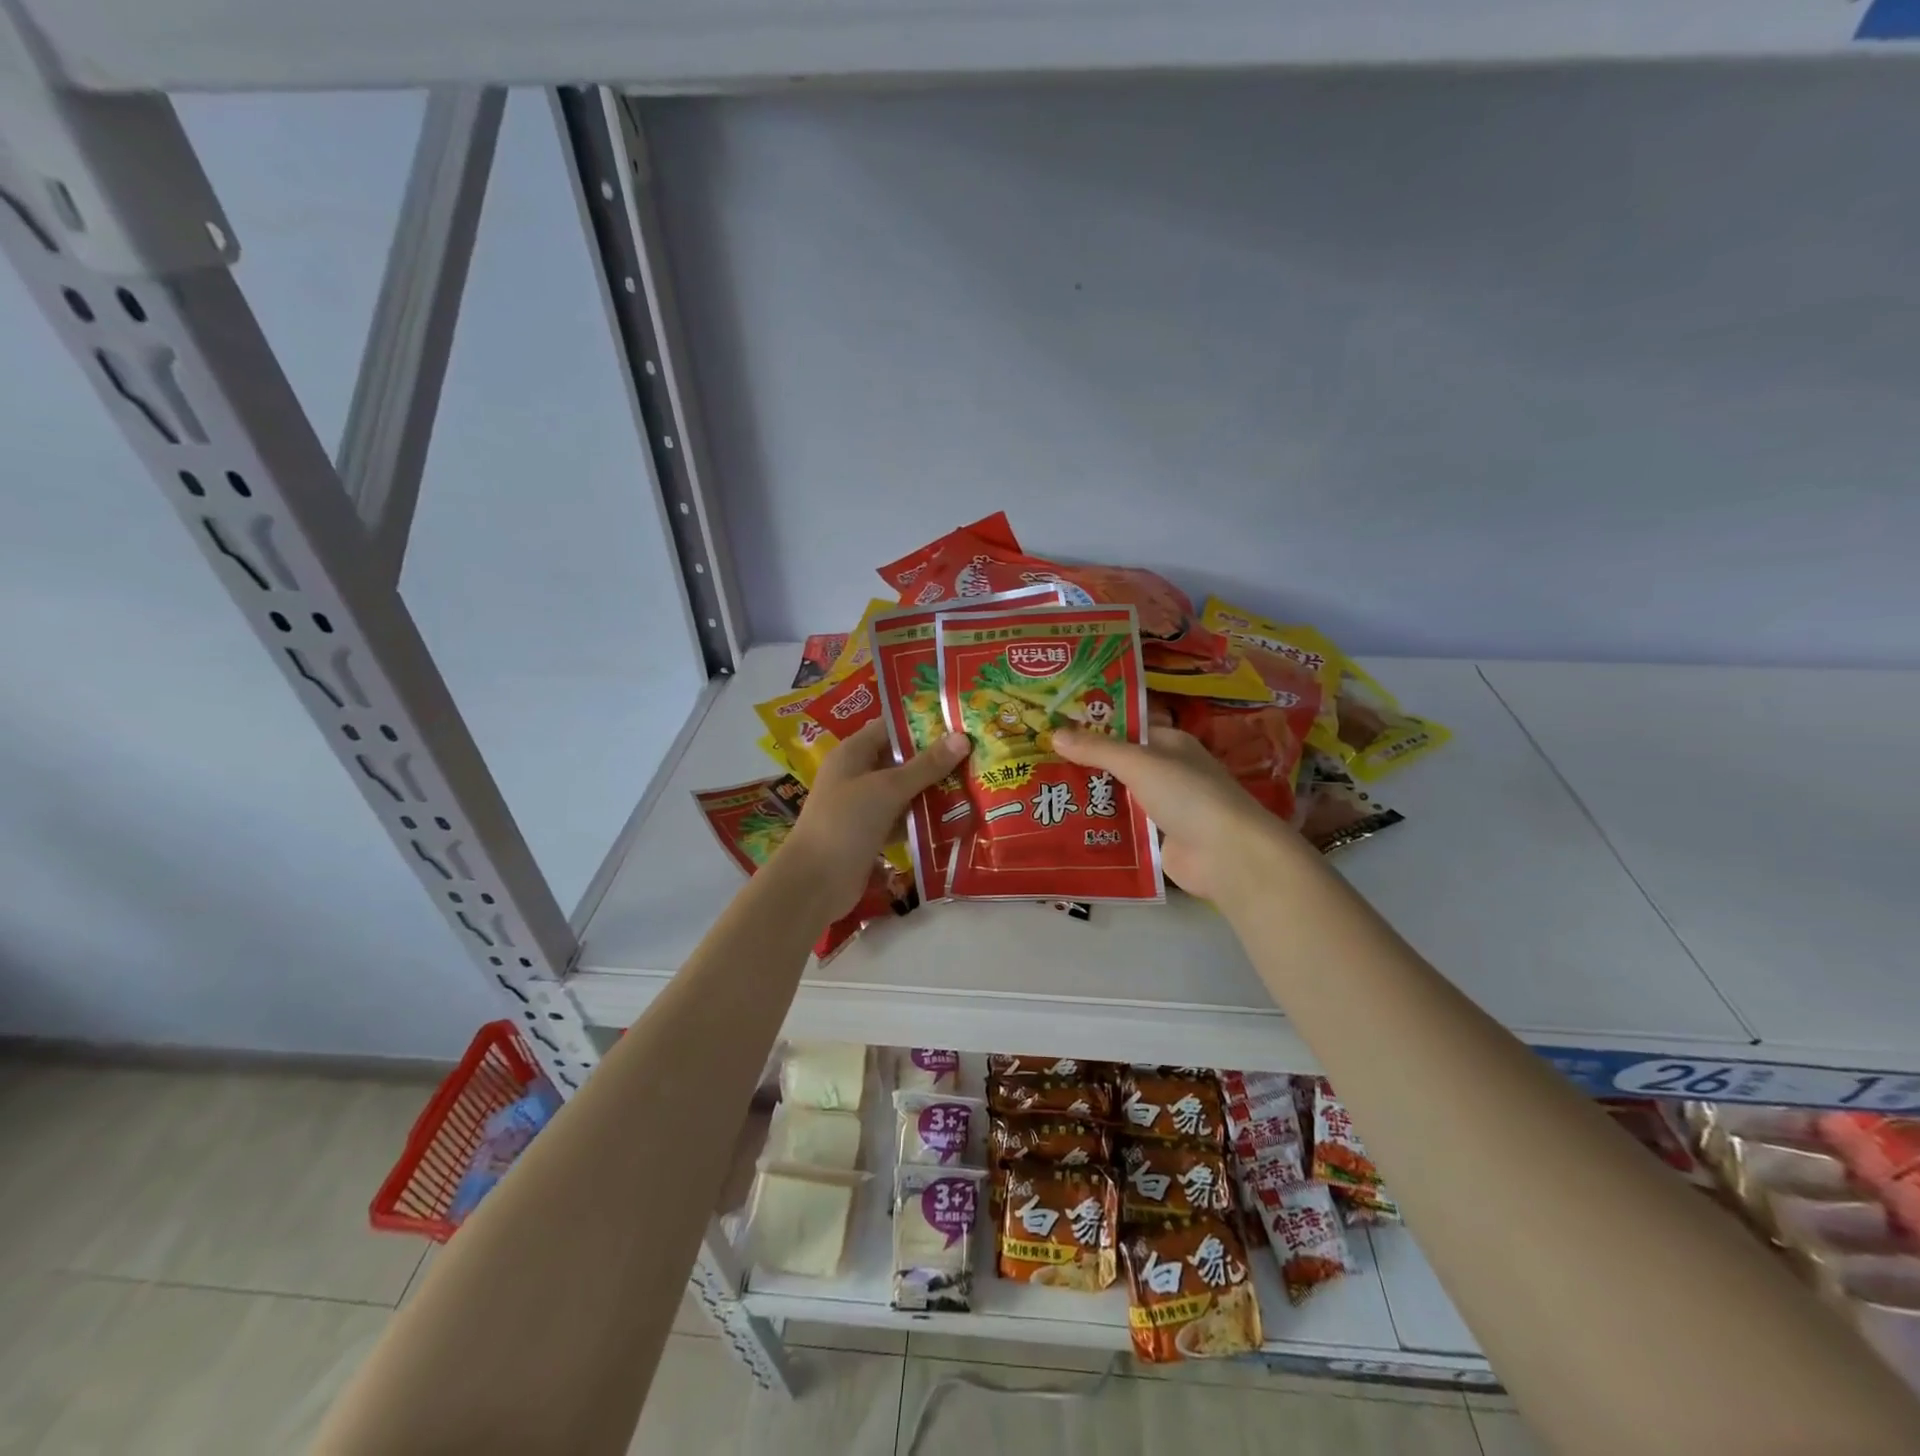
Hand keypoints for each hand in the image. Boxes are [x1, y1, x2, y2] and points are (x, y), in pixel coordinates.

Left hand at [784, 720, 969, 920]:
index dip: (922, 723)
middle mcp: (857, 774)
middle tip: (977, 754)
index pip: (890, 727)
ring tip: (974, 783)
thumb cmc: (846, 822)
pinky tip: (955, 818)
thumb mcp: (888, 788)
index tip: (959, 722)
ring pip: (904, 791)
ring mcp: (863, 806)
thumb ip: (925, 765)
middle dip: (935, 759)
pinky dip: (924, 818)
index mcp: (853, 753)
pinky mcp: (872, 834)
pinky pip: (903, 818)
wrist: (815, 882)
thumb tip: (962, 738)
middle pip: (901, 759)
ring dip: (933, 790)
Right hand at [1051, 725, 1303, 903]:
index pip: (1127, 729)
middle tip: (1039, 764)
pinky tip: (1068, 827)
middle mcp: (1168, 772)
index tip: (1055, 730)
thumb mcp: (1138, 762)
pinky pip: (1123, 828)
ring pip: (1120, 797)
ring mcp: (1165, 807)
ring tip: (1045, 795)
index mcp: (1170, 744)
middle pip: (1120, 765)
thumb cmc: (1186, 794)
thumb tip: (1054, 733)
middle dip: (1085, 766)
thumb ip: (1097, 749)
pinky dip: (1102, 827)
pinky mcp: (1159, 839)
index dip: (1094, 728)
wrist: (1225, 854)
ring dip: (1091, 798)